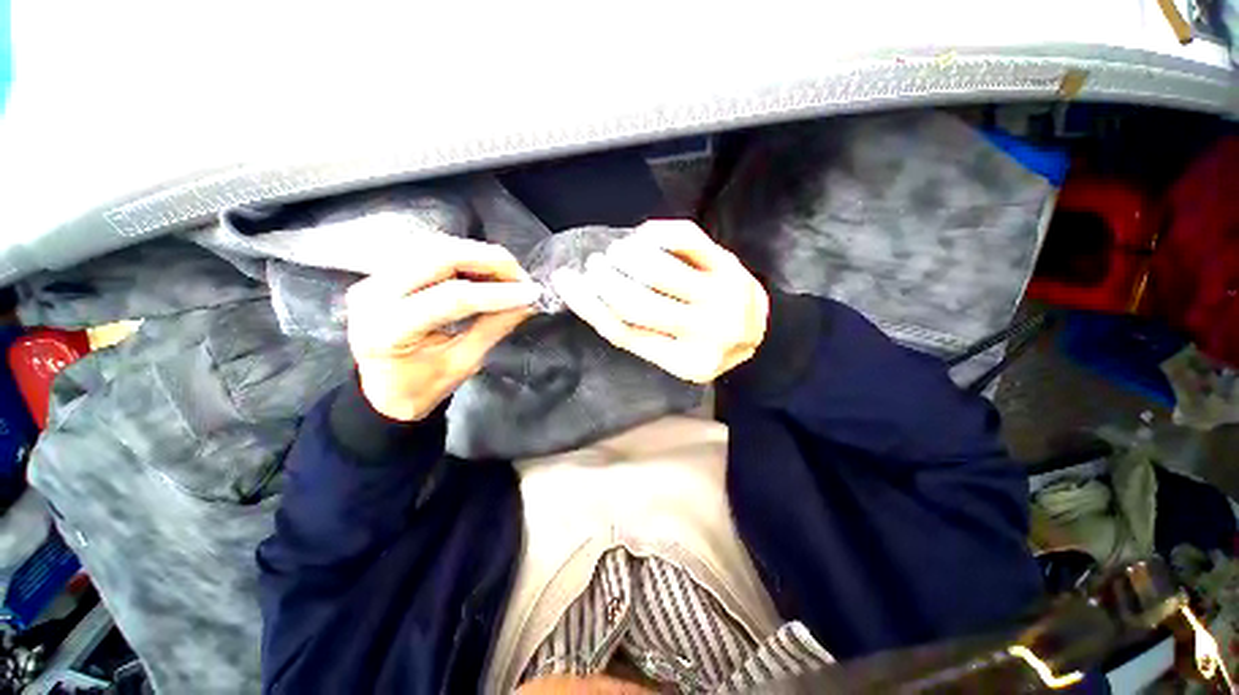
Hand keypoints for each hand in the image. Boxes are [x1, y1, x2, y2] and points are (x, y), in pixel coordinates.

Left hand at [345, 237, 541, 420]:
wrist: (380, 393)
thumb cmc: (420, 388)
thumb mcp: (462, 364)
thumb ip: (493, 328)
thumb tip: (527, 304)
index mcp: (389, 330)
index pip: (452, 297)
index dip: (497, 292)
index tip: (531, 293)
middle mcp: (373, 295)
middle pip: (438, 257)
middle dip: (488, 260)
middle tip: (520, 275)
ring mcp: (371, 279)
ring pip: (432, 247)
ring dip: (476, 255)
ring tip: (507, 273)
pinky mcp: (379, 274)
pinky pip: (425, 252)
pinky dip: (460, 256)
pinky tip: (482, 269)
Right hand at [551, 220, 768, 382]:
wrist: (757, 331)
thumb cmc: (706, 343)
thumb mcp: (674, 354)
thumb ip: (640, 334)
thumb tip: (594, 298)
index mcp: (683, 361)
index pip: (624, 332)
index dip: (589, 306)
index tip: (566, 282)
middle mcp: (704, 332)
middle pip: (638, 303)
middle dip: (606, 280)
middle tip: (593, 265)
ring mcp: (721, 297)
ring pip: (659, 270)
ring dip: (627, 256)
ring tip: (616, 252)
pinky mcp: (730, 266)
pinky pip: (686, 239)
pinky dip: (657, 232)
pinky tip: (643, 236)